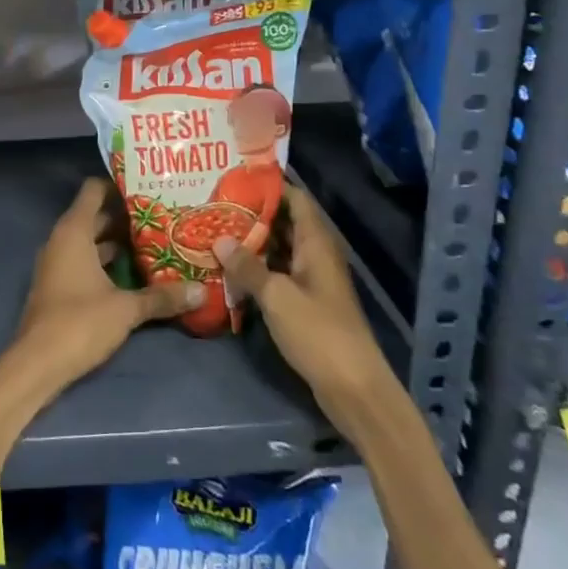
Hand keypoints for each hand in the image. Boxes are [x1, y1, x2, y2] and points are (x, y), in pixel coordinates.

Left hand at [4, 178, 198, 398]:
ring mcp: (58, 263)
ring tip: (157, 242)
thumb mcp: (126, 308)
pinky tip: (135, 273)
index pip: (94, 190)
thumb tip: (201, 291)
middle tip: (163, 216)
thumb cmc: (79, 322)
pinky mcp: (59, 285)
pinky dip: (107, 262)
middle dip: (126, 216)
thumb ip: (162, 297)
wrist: (37, 364)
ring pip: (92, 241)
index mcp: (74, 231)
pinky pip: (85, 261)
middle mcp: (62, 240)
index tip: (149, 189)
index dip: (119, 186)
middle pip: (96, 216)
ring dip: (118, 242)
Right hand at [217, 185, 386, 394]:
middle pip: (283, 223)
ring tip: (214, 233)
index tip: (234, 180)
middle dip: (251, 214)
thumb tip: (219, 239)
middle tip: (214, 207)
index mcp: (316, 244)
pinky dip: (256, 269)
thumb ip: (247, 266)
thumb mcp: (277, 297)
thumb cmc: (318, 333)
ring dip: (251, 243)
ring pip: (278, 250)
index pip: (295, 199)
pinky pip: (278, 274)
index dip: (268, 186)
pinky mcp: (305, 303)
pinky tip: (228, 270)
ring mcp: (311, 280)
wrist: (354, 389)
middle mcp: (315, 255)